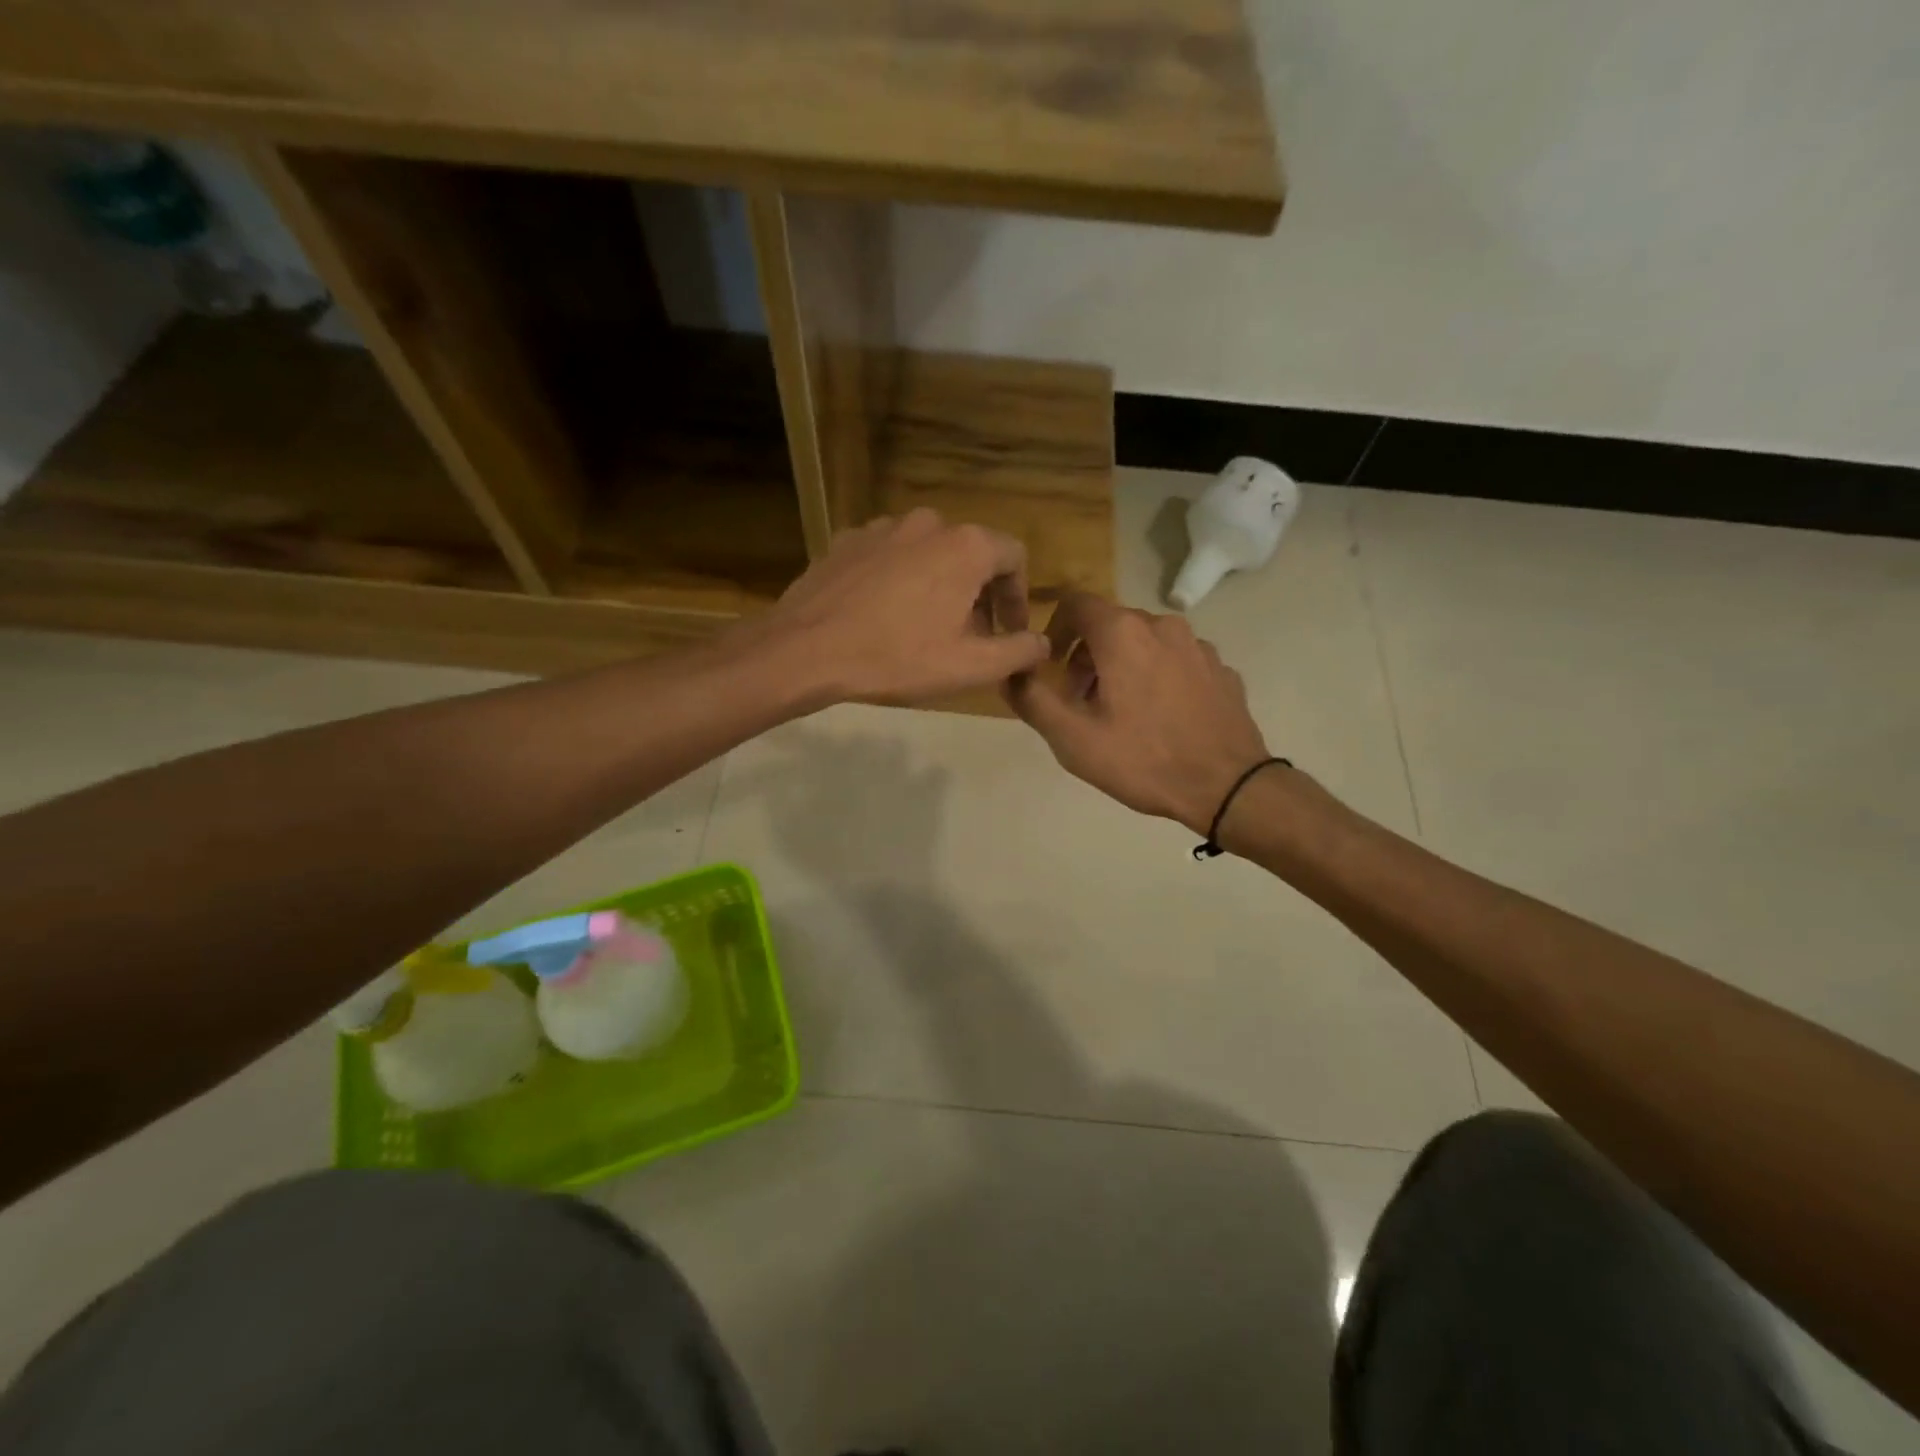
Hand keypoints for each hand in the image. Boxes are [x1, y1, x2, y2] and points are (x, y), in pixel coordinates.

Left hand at [759, 509, 1049, 705]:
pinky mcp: (848, 540)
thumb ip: (1019, 651)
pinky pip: (889, 557)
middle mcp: (928, 523)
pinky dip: (898, 580)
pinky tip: (883, 615)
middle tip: (968, 637)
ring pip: (928, 553)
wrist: (806, 650)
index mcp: (966, 546)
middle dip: (977, 595)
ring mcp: (882, 527)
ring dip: (937, 586)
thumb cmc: (897, 658)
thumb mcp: (970, 666)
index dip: (1018, 597)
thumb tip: (1042, 643)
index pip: (1014, 557)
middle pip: (970, 554)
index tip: (1008, 632)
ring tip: (924, 628)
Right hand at [1008, 592, 1271, 833]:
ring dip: (1123, 665)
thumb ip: (1032, 698)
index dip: (1055, 628)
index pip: (1076, 602)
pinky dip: (1158, 676)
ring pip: (1146, 642)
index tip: (1051, 665)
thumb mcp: (1072, 738)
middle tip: (1080, 701)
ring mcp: (1198, 646)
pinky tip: (1160, 718)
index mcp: (1123, 633)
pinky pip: (1176, 661)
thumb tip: (1011, 671)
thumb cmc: (1143, 760)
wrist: (1228, 787)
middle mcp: (1163, 626)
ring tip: (1120, 712)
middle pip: (1111, 623)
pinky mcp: (1222, 669)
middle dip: (1087, 655)